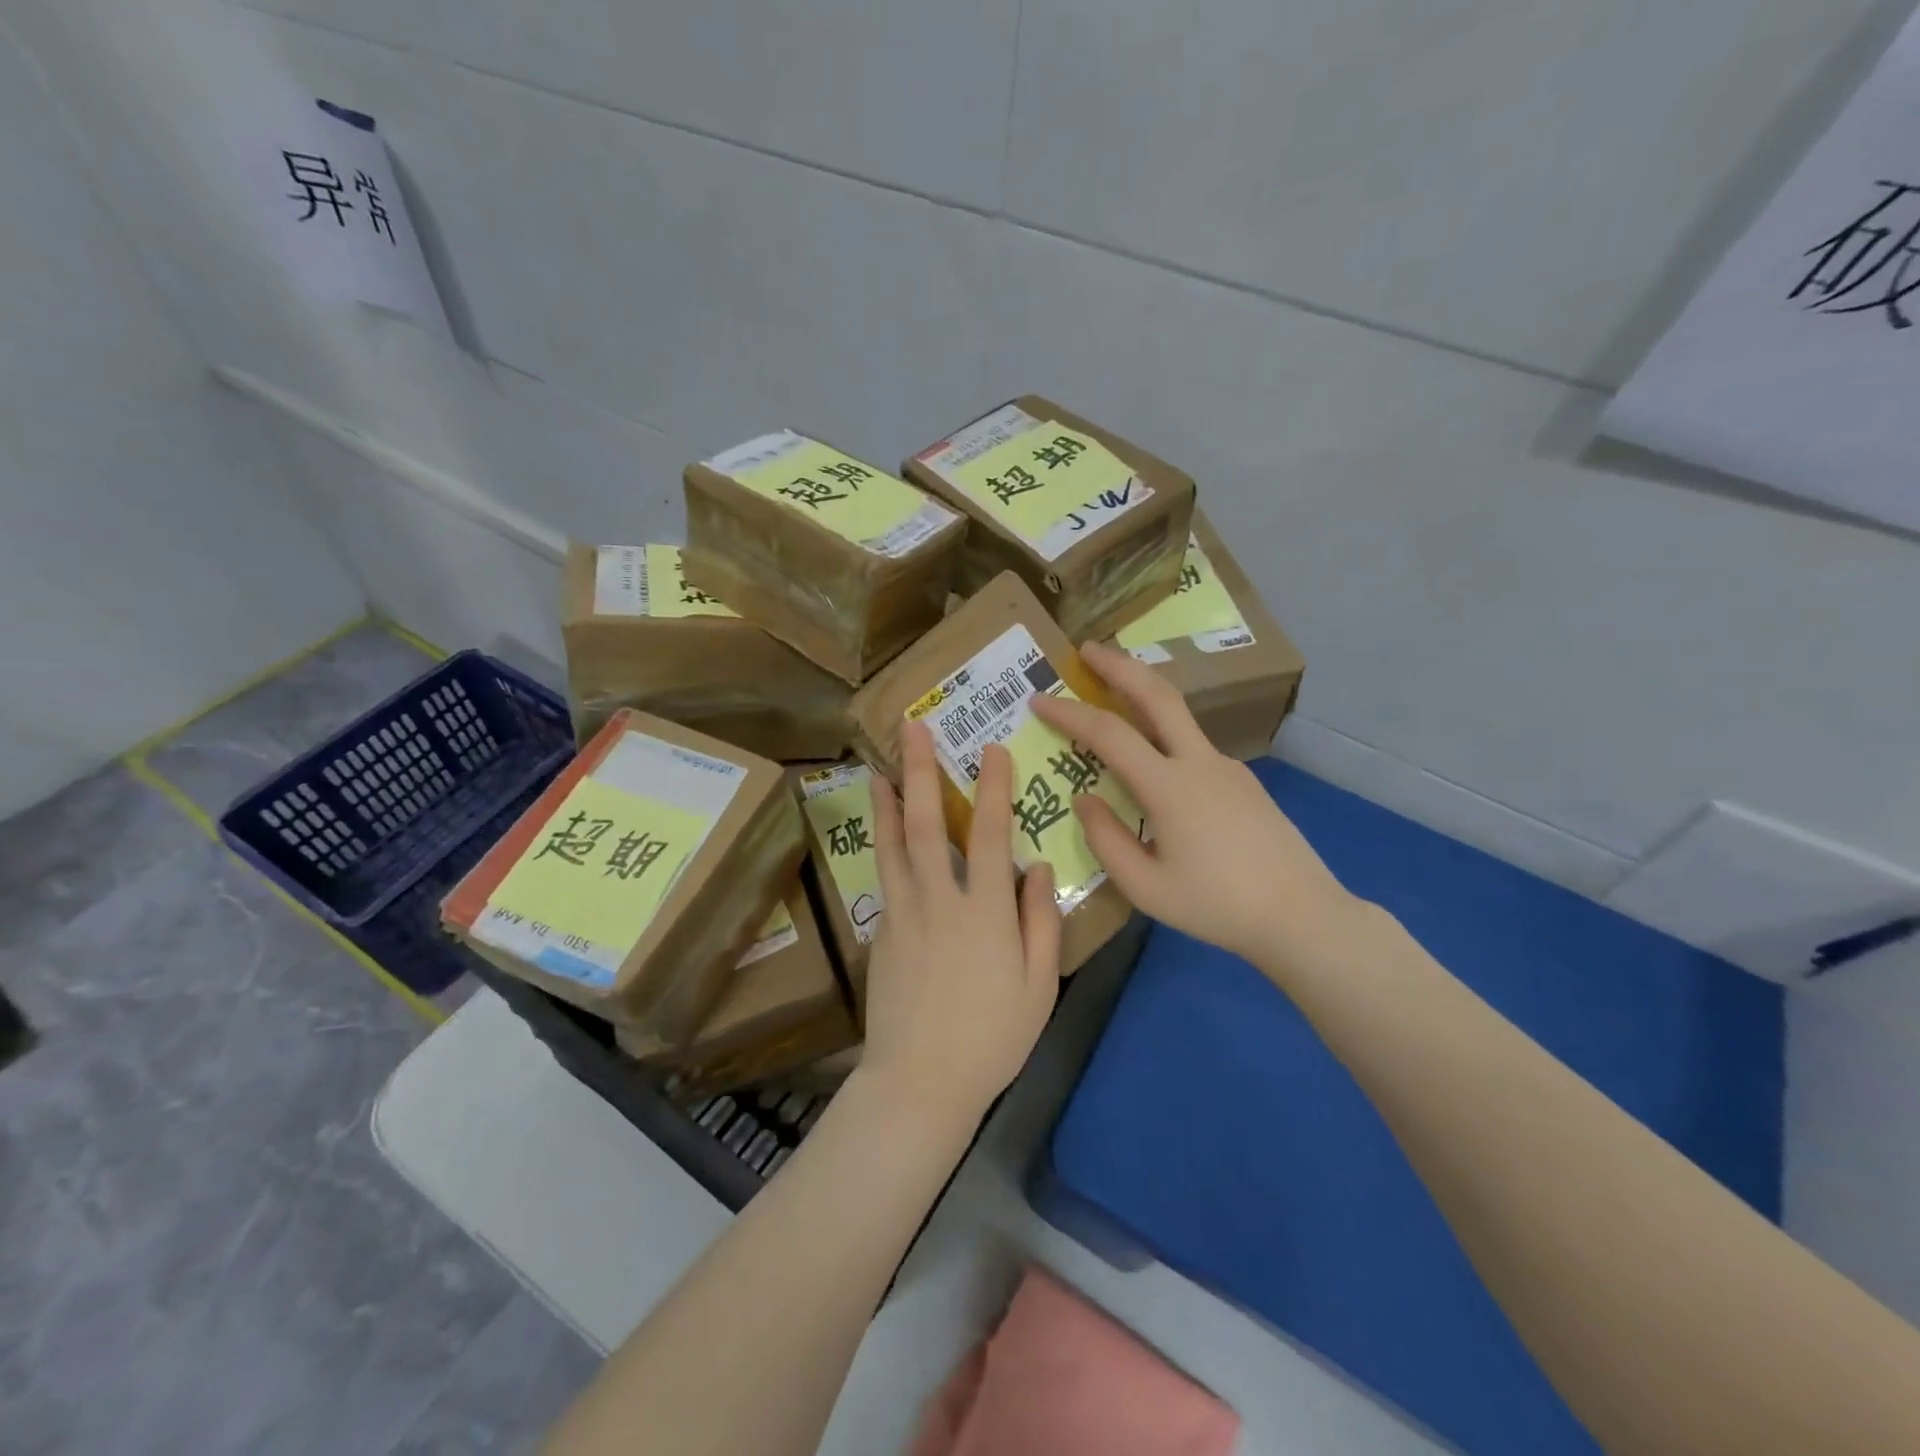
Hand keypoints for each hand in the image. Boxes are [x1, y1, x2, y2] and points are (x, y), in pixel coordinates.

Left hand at [859, 720, 1063, 1126]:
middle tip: (911, 729)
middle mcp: (938, 899)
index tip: (991, 749)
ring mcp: (902, 914)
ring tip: (879, 767)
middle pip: (924, 823)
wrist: (920, 1081)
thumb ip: (1040, 921)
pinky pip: (884, 876)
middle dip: (919, 770)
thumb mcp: (1038, 985)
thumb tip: (1037, 866)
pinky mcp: (881, 933)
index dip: (992, 787)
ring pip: (891, 844)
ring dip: (886, 801)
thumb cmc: (991, 1037)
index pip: (989, 833)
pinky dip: (882, 845)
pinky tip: (883, 834)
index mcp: (984, 911)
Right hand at [1028, 641, 1362, 971]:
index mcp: (1169, 787)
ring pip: (1179, 714)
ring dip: (1143, 693)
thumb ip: (1106, 840)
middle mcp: (1199, 762)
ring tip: (1113, 693)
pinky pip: (1193, 745)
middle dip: (1118, 664)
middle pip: (1157, 694)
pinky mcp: (1243, 781)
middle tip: (1086, 648)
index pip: (1108, 733)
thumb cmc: (1216, 906)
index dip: (1069, 713)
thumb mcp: (1145, 887)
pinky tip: (1154, 763)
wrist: (1302, 915)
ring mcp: (1227, 767)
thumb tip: (1085, 799)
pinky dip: (1163, 732)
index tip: (1038, 699)